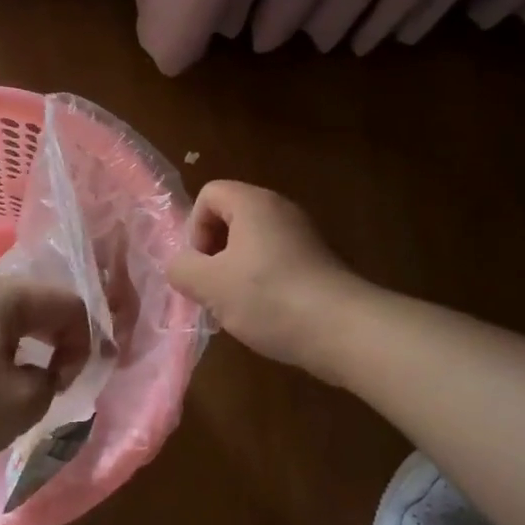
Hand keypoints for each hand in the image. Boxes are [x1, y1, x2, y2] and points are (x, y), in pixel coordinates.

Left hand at [0, 276, 90, 471]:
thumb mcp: (20, 405)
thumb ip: (48, 384)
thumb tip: (39, 373)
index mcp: (6, 295)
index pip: (69, 304)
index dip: (82, 346)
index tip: (64, 386)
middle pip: (34, 307)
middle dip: (51, 347)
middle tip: (46, 388)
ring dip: (16, 354)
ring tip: (8, 394)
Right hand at [166, 181, 354, 371]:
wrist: (343, 330)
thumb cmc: (268, 297)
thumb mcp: (208, 285)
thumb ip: (181, 268)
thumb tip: (181, 266)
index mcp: (253, 203)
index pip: (209, 194)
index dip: (195, 227)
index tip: (202, 264)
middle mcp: (280, 210)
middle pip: (230, 218)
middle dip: (214, 253)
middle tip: (214, 288)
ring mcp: (303, 236)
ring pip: (252, 244)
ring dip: (236, 272)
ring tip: (237, 306)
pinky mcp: (318, 263)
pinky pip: (276, 262)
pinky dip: (263, 283)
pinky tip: (265, 314)